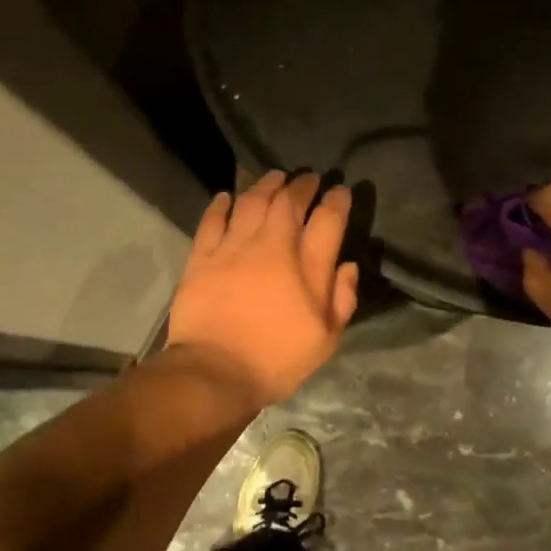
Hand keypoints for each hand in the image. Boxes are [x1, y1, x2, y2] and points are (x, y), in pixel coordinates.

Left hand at [166, 171, 359, 407]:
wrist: (214, 373)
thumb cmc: (276, 361)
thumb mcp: (325, 340)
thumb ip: (342, 299)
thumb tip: (348, 266)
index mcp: (306, 268)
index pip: (328, 220)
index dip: (337, 200)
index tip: (340, 191)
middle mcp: (271, 247)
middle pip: (288, 202)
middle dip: (302, 184)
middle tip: (308, 177)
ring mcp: (233, 248)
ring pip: (251, 202)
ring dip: (265, 185)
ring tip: (274, 177)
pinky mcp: (202, 257)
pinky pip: (212, 220)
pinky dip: (221, 205)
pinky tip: (227, 197)